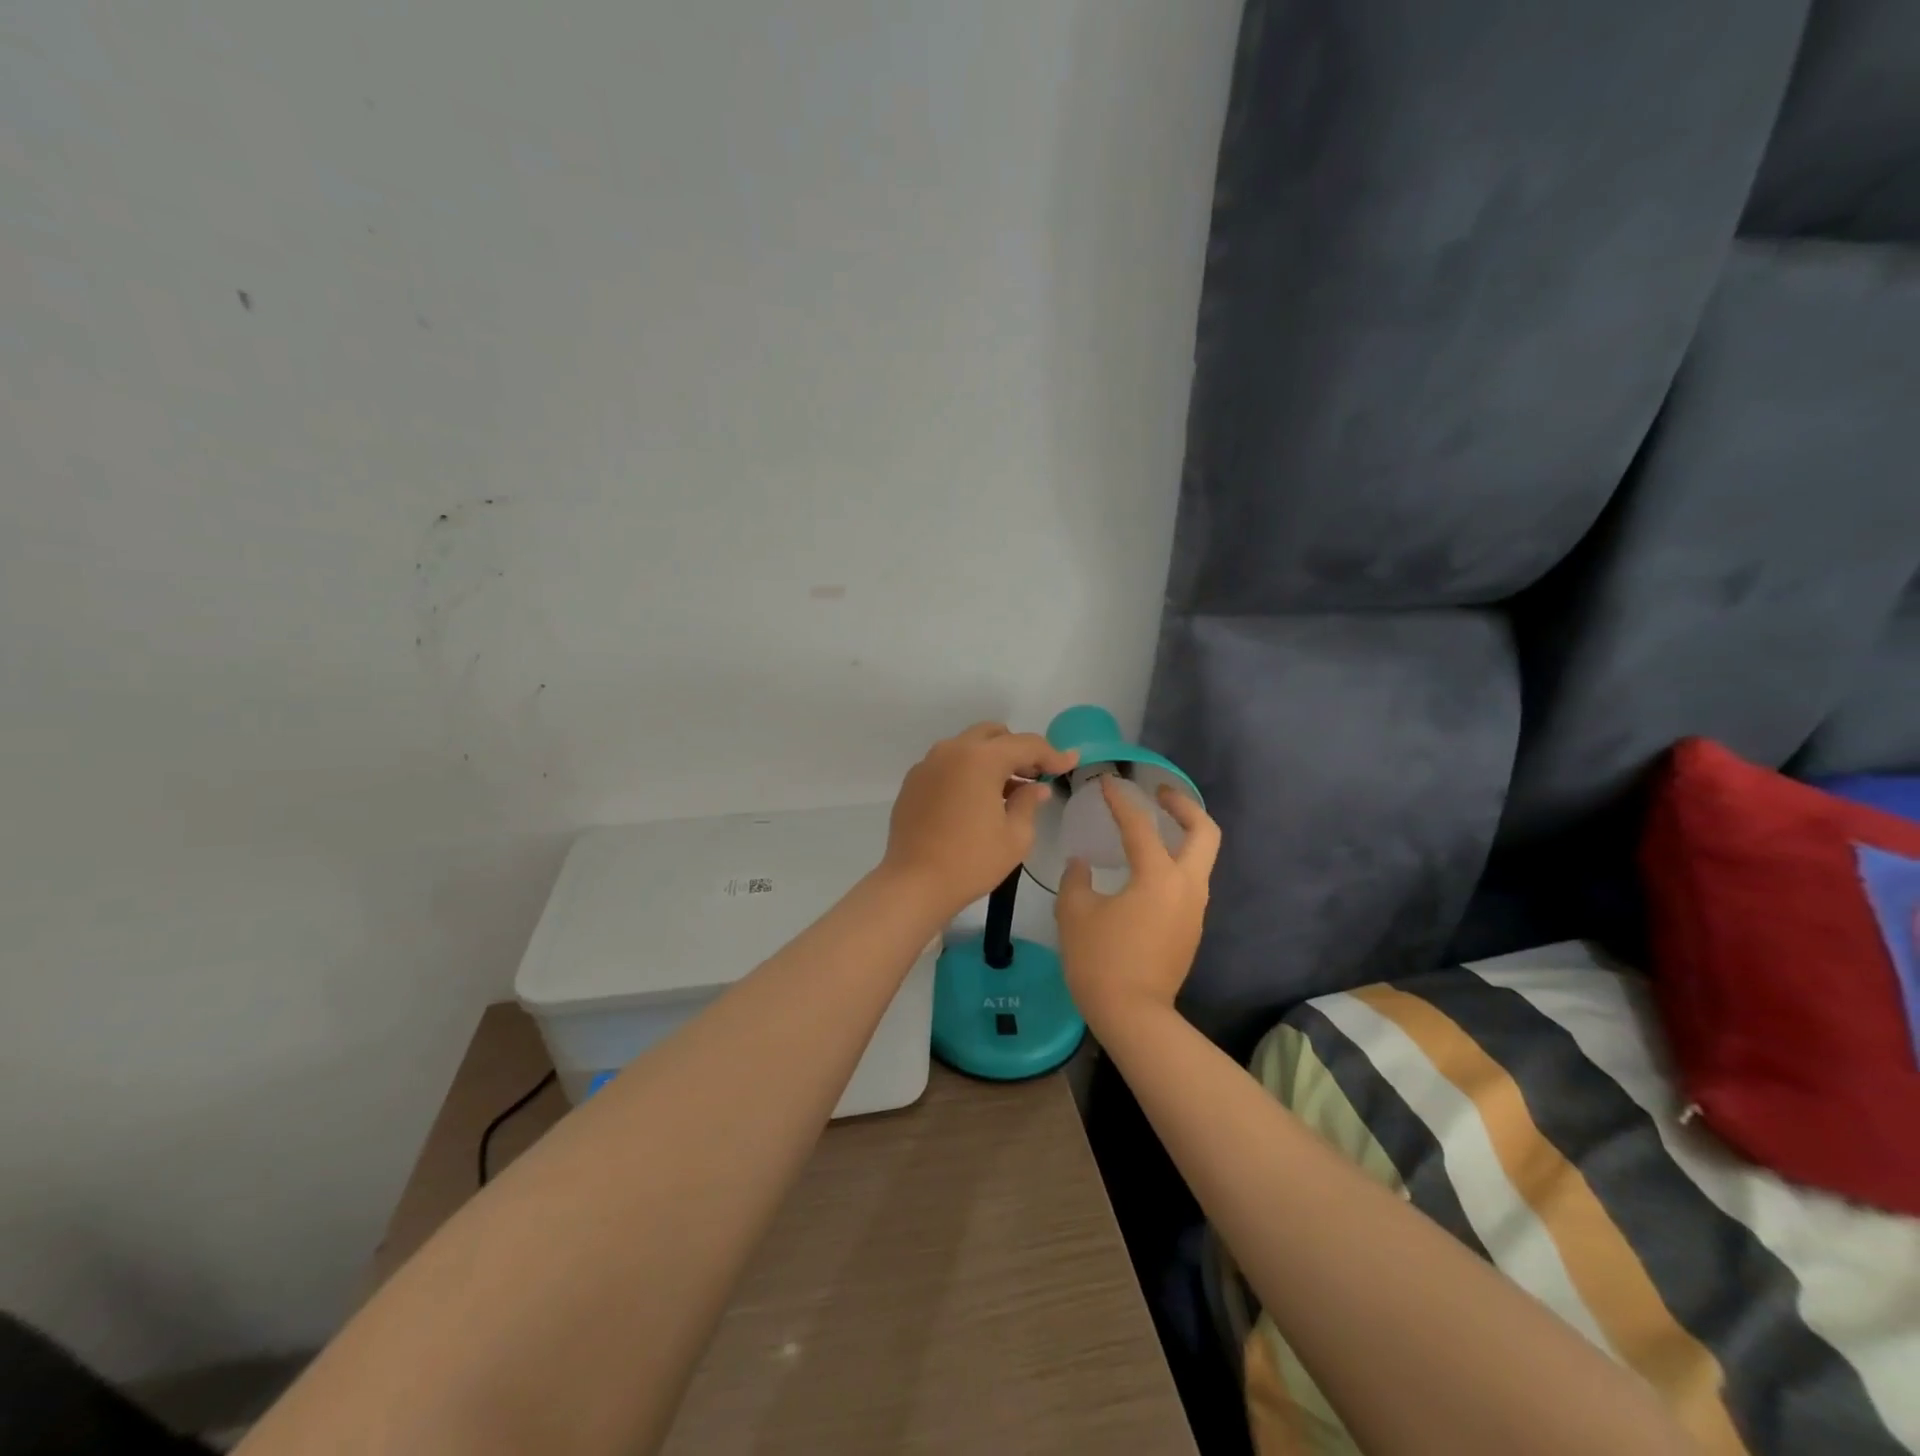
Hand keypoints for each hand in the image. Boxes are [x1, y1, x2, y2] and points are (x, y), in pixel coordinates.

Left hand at [882, 723, 1078, 918]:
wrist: (914, 883)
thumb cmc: (971, 861)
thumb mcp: (1015, 836)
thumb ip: (1029, 803)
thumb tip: (1036, 788)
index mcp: (980, 759)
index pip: (1025, 745)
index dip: (1052, 753)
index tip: (1070, 762)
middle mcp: (951, 751)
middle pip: (993, 735)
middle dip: (1017, 750)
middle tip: (1035, 775)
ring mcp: (928, 764)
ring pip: (968, 747)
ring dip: (991, 759)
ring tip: (1007, 790)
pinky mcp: (913, 782)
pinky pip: (947, 764)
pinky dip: (967, 771)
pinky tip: (976, 800)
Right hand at [1056, 776, 1220, 1030]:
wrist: (1133, 1016)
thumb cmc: (1100, 960)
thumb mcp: (1075, 914)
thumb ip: (1077, 880)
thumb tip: (1081, 865)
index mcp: (1158, 877)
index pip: (1140, 826)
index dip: (1121, 801)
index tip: (1107, 783)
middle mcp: (1186, 886)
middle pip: (1204, 832)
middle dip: (1184, 805)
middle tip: (1159, 794)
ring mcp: (1194, 909)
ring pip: (1201, 858)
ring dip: (1183, 834)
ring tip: (1152, 827)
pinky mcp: (1191, 928)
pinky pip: (1189, 881)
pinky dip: (1176, 861)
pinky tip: (1147, 868)